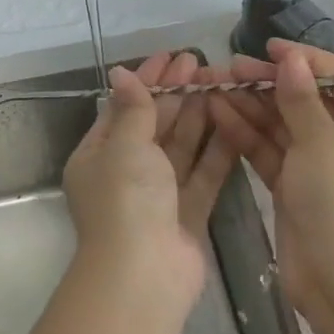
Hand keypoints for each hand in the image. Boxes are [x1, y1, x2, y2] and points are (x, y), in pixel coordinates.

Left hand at [62, 51, 238, 297]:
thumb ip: (133, 109)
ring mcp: (158, 195)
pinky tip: (234, 123)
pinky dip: (216, 150)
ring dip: (198, 116)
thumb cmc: (125, 200)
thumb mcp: (124, 146)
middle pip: (154, 124)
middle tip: (202, 64)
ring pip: (180, 147)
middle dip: (176, 95)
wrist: (144, 277)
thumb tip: (121, 72)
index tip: (171, 57)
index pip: (124, 107)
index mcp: (98, 155)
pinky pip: (203, 174)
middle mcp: (126, 172)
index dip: (147, 81)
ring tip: (220, 84)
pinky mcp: (188, 214)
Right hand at [207, 39, 333, 333]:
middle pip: (307, 101)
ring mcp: (323, 168)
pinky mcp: (296, 189)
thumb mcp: (323, 144)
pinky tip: (217, 112)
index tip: (269, 48)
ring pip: (283, 125)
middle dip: (267, 84)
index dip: (306, 61)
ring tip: (212, 84)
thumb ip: (301, 98)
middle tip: (228, 67)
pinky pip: (271, 150)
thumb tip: (291, 58)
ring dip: (250, 105)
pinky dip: (247, 133)